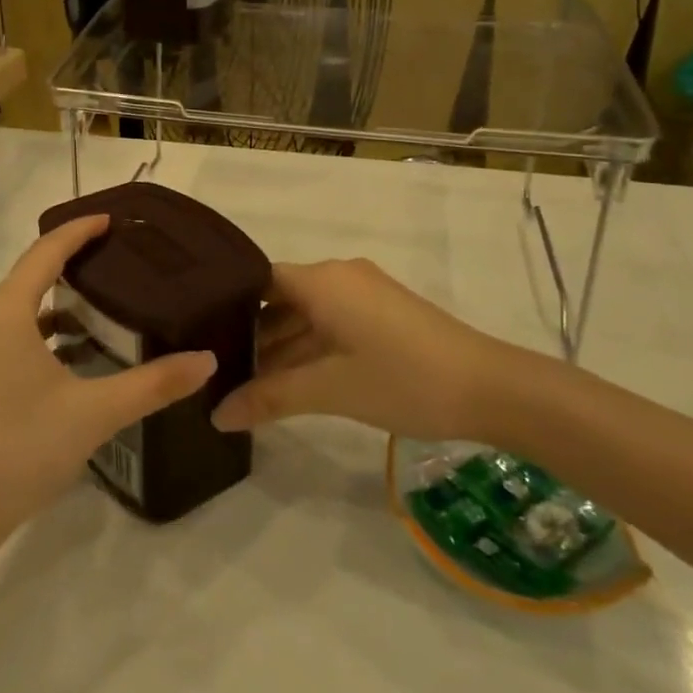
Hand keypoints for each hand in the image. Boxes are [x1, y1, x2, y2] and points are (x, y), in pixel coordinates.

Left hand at [0, 216, 217, 560]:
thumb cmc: (16, 452)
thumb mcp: (93, 415)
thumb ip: (153, 384)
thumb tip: (207, 361)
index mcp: (0, 312)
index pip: (45, 252)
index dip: (79, 231)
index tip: (110, 219)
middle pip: (25, 281)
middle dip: (68, 273)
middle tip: (114, 272)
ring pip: (8, 314)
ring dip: (48, 312)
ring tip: (94, 320)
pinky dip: (26, 340)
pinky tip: (55, 367)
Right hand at [210, 259, 515, 439]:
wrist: (492, 388)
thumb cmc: (403, 379)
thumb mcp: (331, 390)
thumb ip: (270, 398)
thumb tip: (216, 415)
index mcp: (322, 280)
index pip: (258, 279)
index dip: (228, 304)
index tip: (200, 334)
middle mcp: (340, 276)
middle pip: (281, 299)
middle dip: (253, 335)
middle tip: (217, 369)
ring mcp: (365, 295)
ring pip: (308, 316)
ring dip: (283, 348)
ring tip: (246, 384)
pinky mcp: (384, 314)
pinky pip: (332, 324)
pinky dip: (310, 349)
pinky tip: (292, 383)